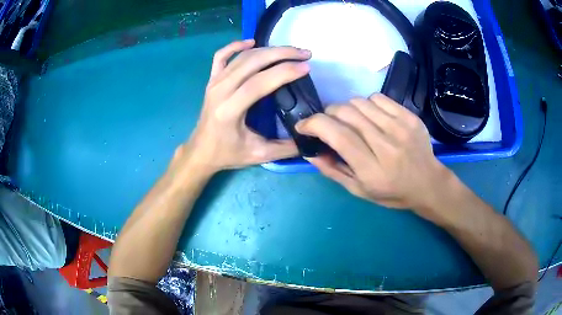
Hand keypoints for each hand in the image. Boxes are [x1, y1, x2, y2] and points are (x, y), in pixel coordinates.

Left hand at [180, 40, 310, 173]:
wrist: (201, 151)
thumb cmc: (227, 154)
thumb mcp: (258, 155)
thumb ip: (286, 148)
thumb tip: (310, 138)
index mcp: (230, 110)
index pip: (259, 83)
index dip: (284, 72)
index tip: (306, 67)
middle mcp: (220, 91)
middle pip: (252, 62)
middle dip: (282, 54)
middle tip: (304, 54)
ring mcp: (214, 83)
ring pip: (242, 56)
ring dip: (268, 49)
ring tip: (291, 50)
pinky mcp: (212, 80)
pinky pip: (221, 56)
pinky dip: (236, 46)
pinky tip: (252, 42)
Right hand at [296, 94, 451, 212]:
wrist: (428, 183)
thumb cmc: (393, 192)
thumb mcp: (360, 191)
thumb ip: (333, 171)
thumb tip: (310, 153)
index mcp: (372, 168)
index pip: (338, 135)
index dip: (314, 124)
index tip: (303, 126)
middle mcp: (386, 144)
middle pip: (346, 113)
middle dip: (328, 114)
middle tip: (328, 124)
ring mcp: (400, 127)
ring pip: (359, 102)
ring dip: (347, 109)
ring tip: (352, 122)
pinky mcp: (409, 116)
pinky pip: (378, 97)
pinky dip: (367, 104)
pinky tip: (371, 117)